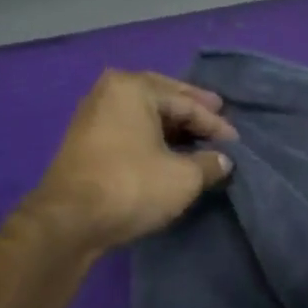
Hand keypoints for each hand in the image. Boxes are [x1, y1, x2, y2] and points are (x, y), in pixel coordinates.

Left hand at [30, 70, 237, 249]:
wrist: (72, 219)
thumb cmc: (133, 186)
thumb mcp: (184, 177)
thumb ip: (210, 163)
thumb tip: (223, 160)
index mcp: (134, 88)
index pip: (186, 102)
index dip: (215, 123)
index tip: (236, 141)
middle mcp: (110, 92)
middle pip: (162, 98)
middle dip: (191, 110)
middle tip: (218, 114)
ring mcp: (94, 116)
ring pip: (145, 115)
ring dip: (172, 125)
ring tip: (197, 135)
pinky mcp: (87, 142)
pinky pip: (131, 130)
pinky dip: (153, 137)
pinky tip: (169, 150)